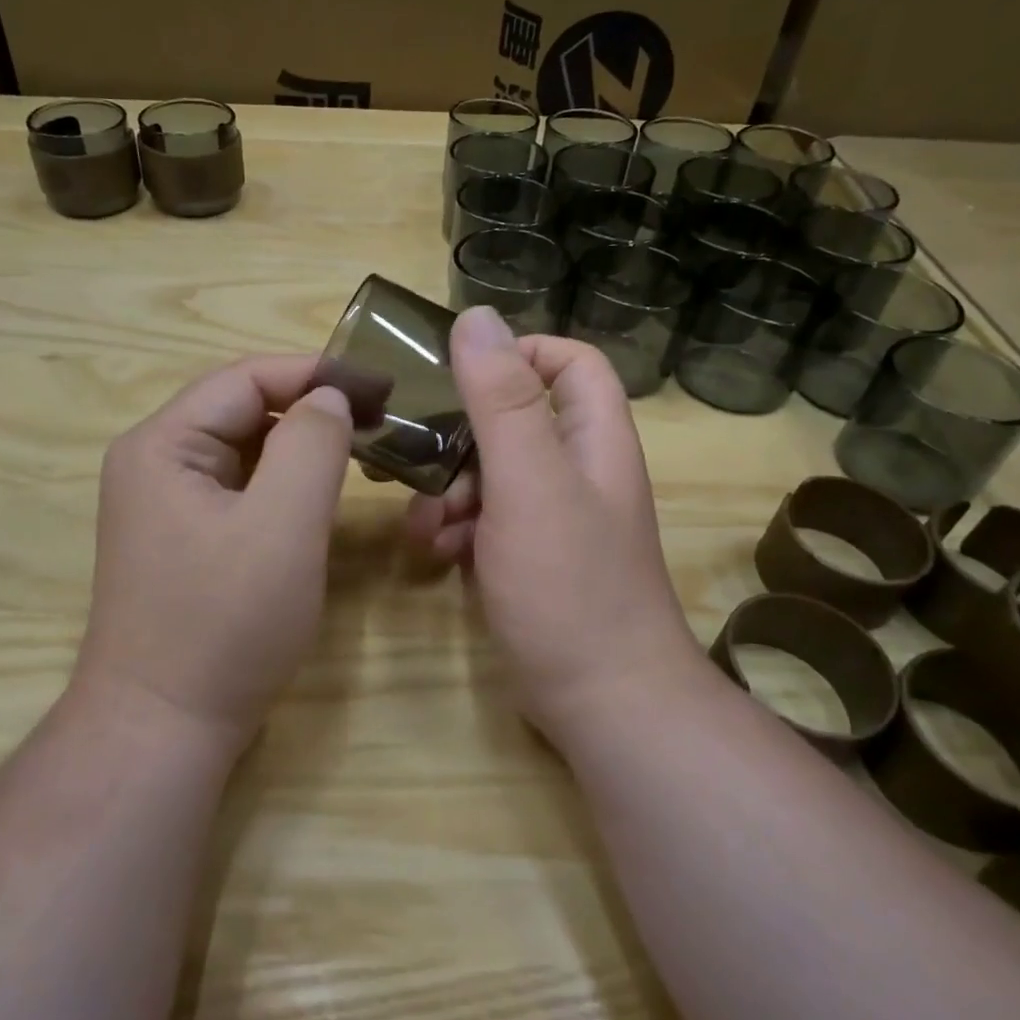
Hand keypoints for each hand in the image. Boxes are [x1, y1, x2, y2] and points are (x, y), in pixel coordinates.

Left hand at [77, 356, 351, 751]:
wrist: (164, 728)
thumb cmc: (225, 624)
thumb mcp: (282, 525)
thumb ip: (312, 445)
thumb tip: (330, 397)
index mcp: (162, 444)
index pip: (245, 379)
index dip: (315, 373)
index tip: (381, 385)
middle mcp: (154, 462)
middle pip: (242, 410)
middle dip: (311, 408)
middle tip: (380, 420)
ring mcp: (165, 503)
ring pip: (245, 450)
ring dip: (301, 445)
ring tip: (362, 451)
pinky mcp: (184, 538)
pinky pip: (240, 488)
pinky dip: (283, 482)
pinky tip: (320, 494)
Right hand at [406, 308, 700, 740]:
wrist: (602, 701)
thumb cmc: (569, 585)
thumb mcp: (530, 483)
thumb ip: (503, 401)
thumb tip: (479, 318)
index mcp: (593, 439)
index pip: (570, 363)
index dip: (521, 353)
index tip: (460, 373)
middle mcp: (578, 470)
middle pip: (515, 419)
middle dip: (461, 436)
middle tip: (417, 457)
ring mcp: (554, 518)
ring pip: (491, 474)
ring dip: (448, 490)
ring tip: (424, 524)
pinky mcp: (530, 559)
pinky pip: (486, 521)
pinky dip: (456, 529)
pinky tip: (436, 555)